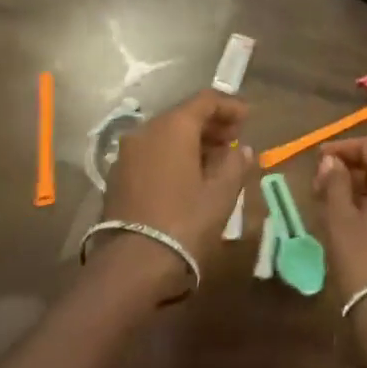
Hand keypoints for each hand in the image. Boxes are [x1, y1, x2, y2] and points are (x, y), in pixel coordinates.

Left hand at [98, 91, 253, 300]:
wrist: (131, 267)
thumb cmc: (184, 223)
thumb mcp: (220, 193)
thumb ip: (235, 164)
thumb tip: (242, 149)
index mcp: (173, 126)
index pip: (205, 100)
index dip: (230, 105)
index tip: (248, 118)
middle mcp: (146, 131)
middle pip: (184, 115)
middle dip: (212, 124)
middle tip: (234, 139)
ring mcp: (128, 154)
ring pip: (166, 135)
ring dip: (193, 141)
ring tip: (216, 160)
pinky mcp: (118, 177)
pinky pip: (152, 153)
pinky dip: (173, 156)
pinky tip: (189, 177)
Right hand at [315, 137, 366, 332]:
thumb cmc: (364, 260)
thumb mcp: (340, 219)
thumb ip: (335, 183)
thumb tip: (330, 161)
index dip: (343, 148)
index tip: (319, 158)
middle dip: (353, 170)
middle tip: (323, 183)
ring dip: (366, 189)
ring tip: (336, 203)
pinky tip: (359, 221)